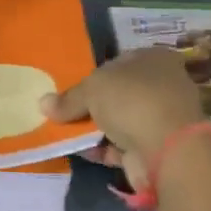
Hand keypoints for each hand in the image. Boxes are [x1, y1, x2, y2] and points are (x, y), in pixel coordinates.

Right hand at [42, 48, 207, 190]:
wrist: (167, 149)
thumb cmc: (132, 101)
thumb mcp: (91, 89)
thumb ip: (68, 98)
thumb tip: (43, 103)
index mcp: (154, 59)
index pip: (119, 62)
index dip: (94, 74)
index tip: (72, 89)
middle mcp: (163, 84)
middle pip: (119, 93)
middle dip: (93, 104)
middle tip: (65, 113)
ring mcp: (162, 118)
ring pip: (120, 120)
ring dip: (96, 128)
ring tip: (66, 134)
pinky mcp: (158, 147)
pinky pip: (123, 145)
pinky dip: (104, 148)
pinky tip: (82, 152)